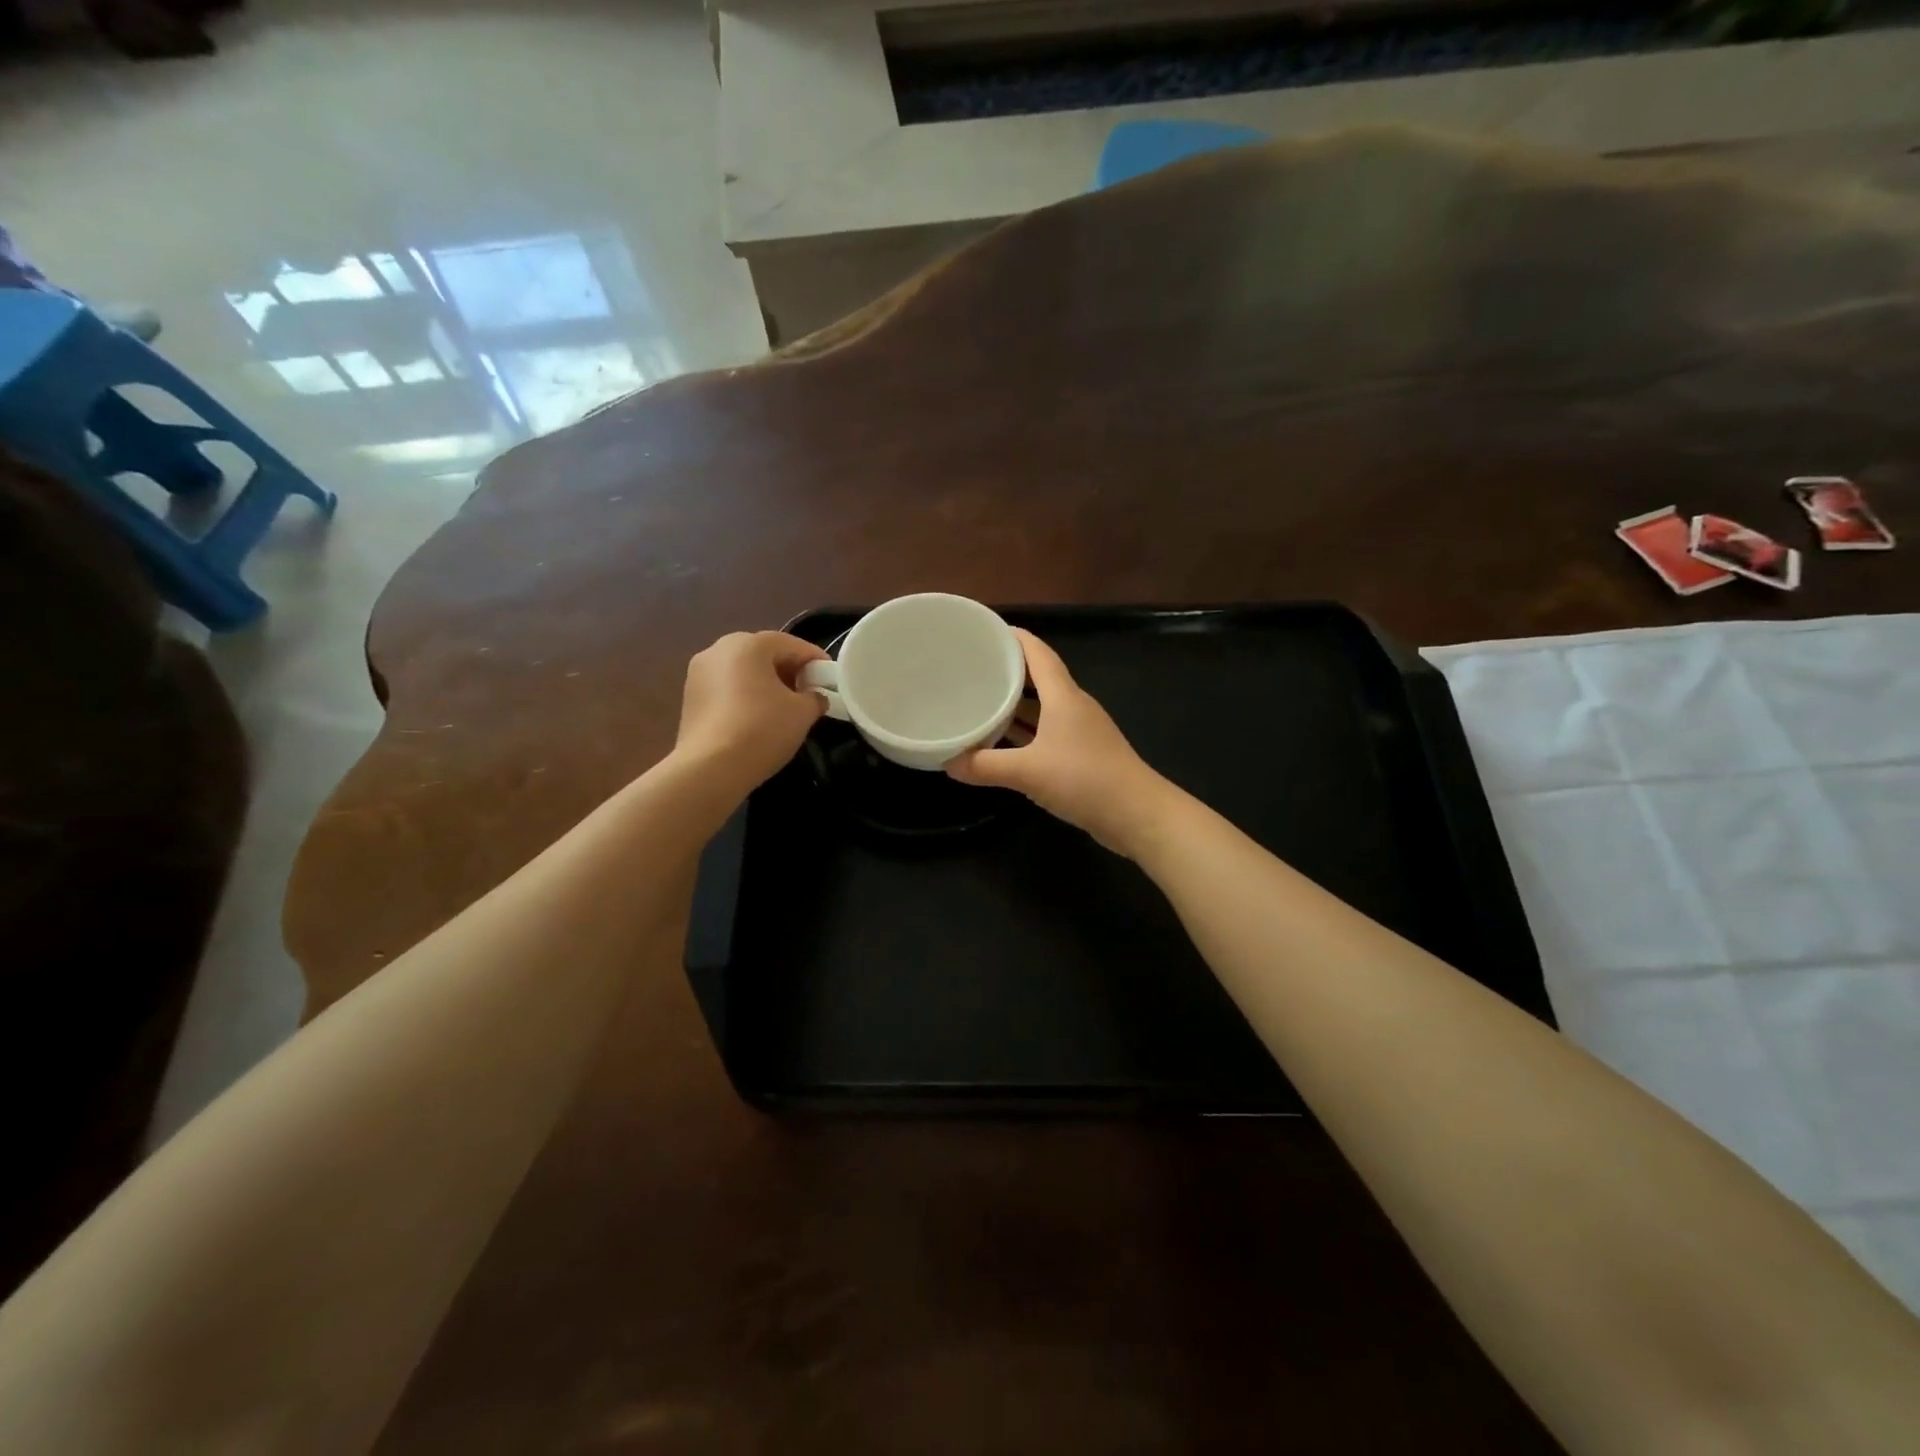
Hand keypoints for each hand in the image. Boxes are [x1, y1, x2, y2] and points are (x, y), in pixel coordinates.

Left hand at [673, 631, 827, 798]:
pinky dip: (746, 696)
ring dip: (766, 683)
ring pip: (743, 671)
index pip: (792, 644)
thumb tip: (815, 697)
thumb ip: (815, 698)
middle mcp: (719, 649)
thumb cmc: (762, 729)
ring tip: (785, 708)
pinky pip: (727, 688)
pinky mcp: (689, 697)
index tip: (831, 678)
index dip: (815, 660)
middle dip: (789, 670)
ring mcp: (699, 673)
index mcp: (748, 643)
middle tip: (809, 693)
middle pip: (764, 654)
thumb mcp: (802, 713)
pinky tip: (758, 719)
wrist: (710, 768)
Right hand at [947, 629, 1173, 854]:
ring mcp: (1080, 730)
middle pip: (1038, 677)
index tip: (982, 632)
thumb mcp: (1027, 772)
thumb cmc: (1084, 779)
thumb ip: (985, 766)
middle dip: (1007, 671)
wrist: (1136, 813)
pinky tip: (1003, 743)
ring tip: (980, 701)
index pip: (1036, 652)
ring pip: (1042, 707)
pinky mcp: (1083, 754)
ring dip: (1015, 704)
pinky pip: (1046, 732)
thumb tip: (948, 762)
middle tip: (971, 669)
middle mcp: (1073, 706)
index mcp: (1063, 696)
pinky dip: (1024, 732)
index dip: (1012, 637)